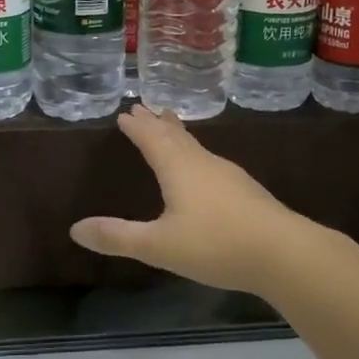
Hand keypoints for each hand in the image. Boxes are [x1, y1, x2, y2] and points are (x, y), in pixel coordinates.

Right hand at [69, 106, 320, 298]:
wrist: (283, 252)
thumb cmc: (215, 244)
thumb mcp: (158, 245)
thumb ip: (117, 237)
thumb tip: (75, 229)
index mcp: (178, 169)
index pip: (152, 139)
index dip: (137, 127)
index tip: (125, 111)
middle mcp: (203, 163)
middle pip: (175, 136)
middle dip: (157, 122)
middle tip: (145, 106)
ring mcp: (228, 175)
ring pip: (196, 147)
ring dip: (179, 134)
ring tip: (171, 126)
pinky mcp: (245, 190)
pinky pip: (210, 161)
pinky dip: (196, 153)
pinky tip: (204, 168)